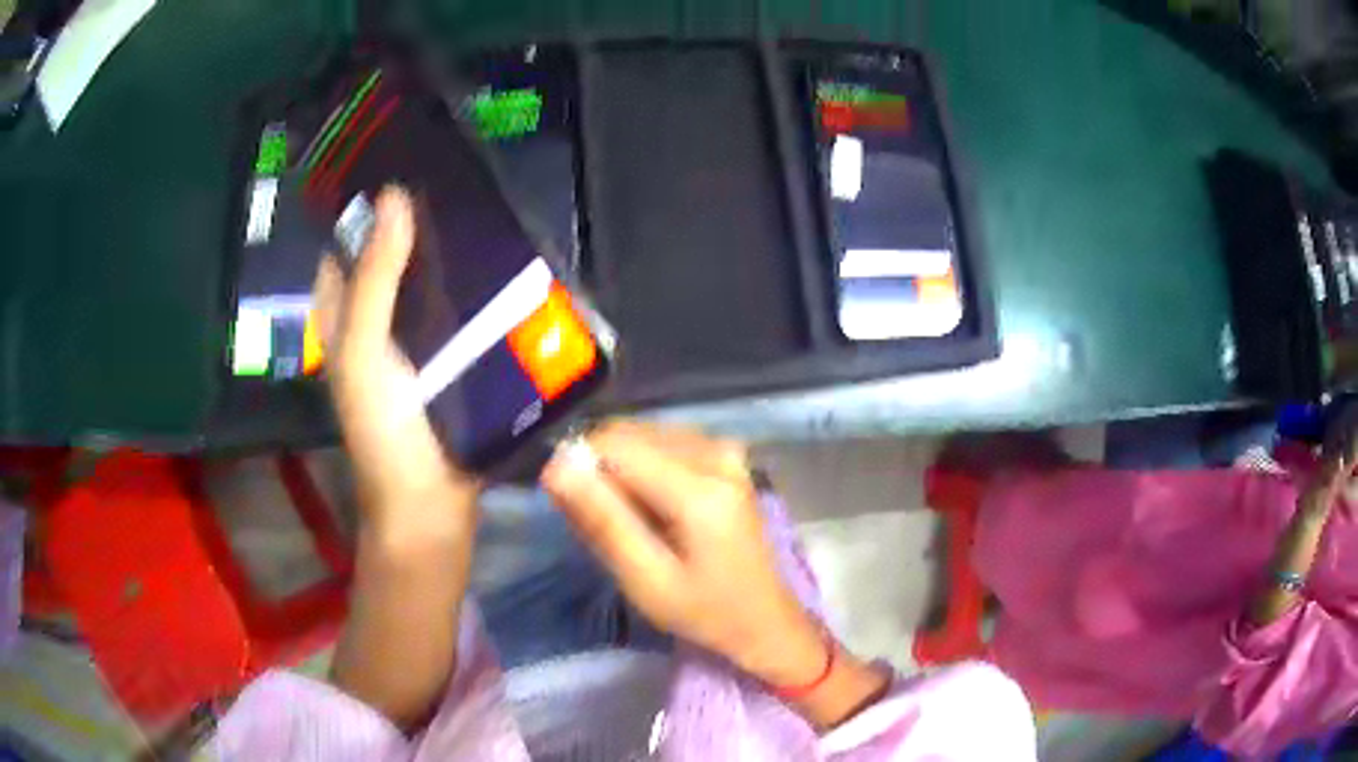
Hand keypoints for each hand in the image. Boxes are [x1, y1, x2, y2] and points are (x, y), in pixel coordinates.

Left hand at [312, 185, 478, 540]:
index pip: (345, 245)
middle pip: (390, 257)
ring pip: (428, 281)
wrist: (430, 506)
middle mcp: (375, 321)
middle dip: (416, 222)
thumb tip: (394, 195)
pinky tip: (506, 263)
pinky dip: (476, 287)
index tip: (400, 163)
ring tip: (488, 207)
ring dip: (451, 252)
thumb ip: (373, 279)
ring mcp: (415, 341)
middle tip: (457, 178)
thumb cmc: (383, 432)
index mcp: (343, 317)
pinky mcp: (453, 358)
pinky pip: (461, 310)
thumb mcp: (364, 352)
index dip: (363, 207)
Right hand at [540, 421, 827, 685]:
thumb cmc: (704, 612)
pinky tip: (653, 506)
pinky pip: (665, 441)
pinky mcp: (728, 454)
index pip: (613, 445)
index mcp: (699, 489)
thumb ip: (601, 521)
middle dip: (600, 469)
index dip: (578, 468)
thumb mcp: (646, 580)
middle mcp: (716, 453)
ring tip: (630, 520)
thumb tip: (556, 465)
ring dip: (621, 469)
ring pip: (643, 435)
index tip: (569, 508)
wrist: (765, 619)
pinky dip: (644, 467)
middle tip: (604, 524)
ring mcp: (726, 450)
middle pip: (628, 434)